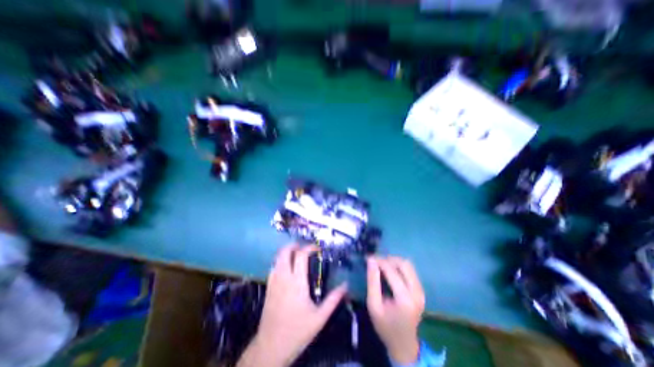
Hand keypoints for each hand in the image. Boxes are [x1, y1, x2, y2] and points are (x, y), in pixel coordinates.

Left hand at [237, 244, 346, 366]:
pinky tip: (286, 267)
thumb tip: (346, 285)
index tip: (317, 248)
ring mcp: (274, 282)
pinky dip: (280, 261)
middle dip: (294, 245)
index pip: (301, 255)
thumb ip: (333, 299)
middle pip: (284, 252)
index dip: (309, 247)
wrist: (270, 348)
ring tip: (296, 254)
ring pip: (277, 258)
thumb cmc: (297, 331)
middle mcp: (284, 277)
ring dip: (286, 252)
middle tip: (304, 247)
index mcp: (297, 282)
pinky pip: (273, 267)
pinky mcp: (268, 288)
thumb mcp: (319, 317)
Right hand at [368, 257, 424, 365]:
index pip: (391, 270)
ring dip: (394, 262)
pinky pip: (410, 271)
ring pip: (408, 265)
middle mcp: (416, 292)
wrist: (404, 344)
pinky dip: (399, 267)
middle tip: (375, 262)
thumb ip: (372, 281)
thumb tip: (371, 260)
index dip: (379, 261)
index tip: (368, 257)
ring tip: (382, 266)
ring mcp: (421, 291)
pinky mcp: (421, 290)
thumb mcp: (373, 305)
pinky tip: (390, 272)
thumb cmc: (385, 326)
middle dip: (388, 259)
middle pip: (403, 264)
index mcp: (404, 299)